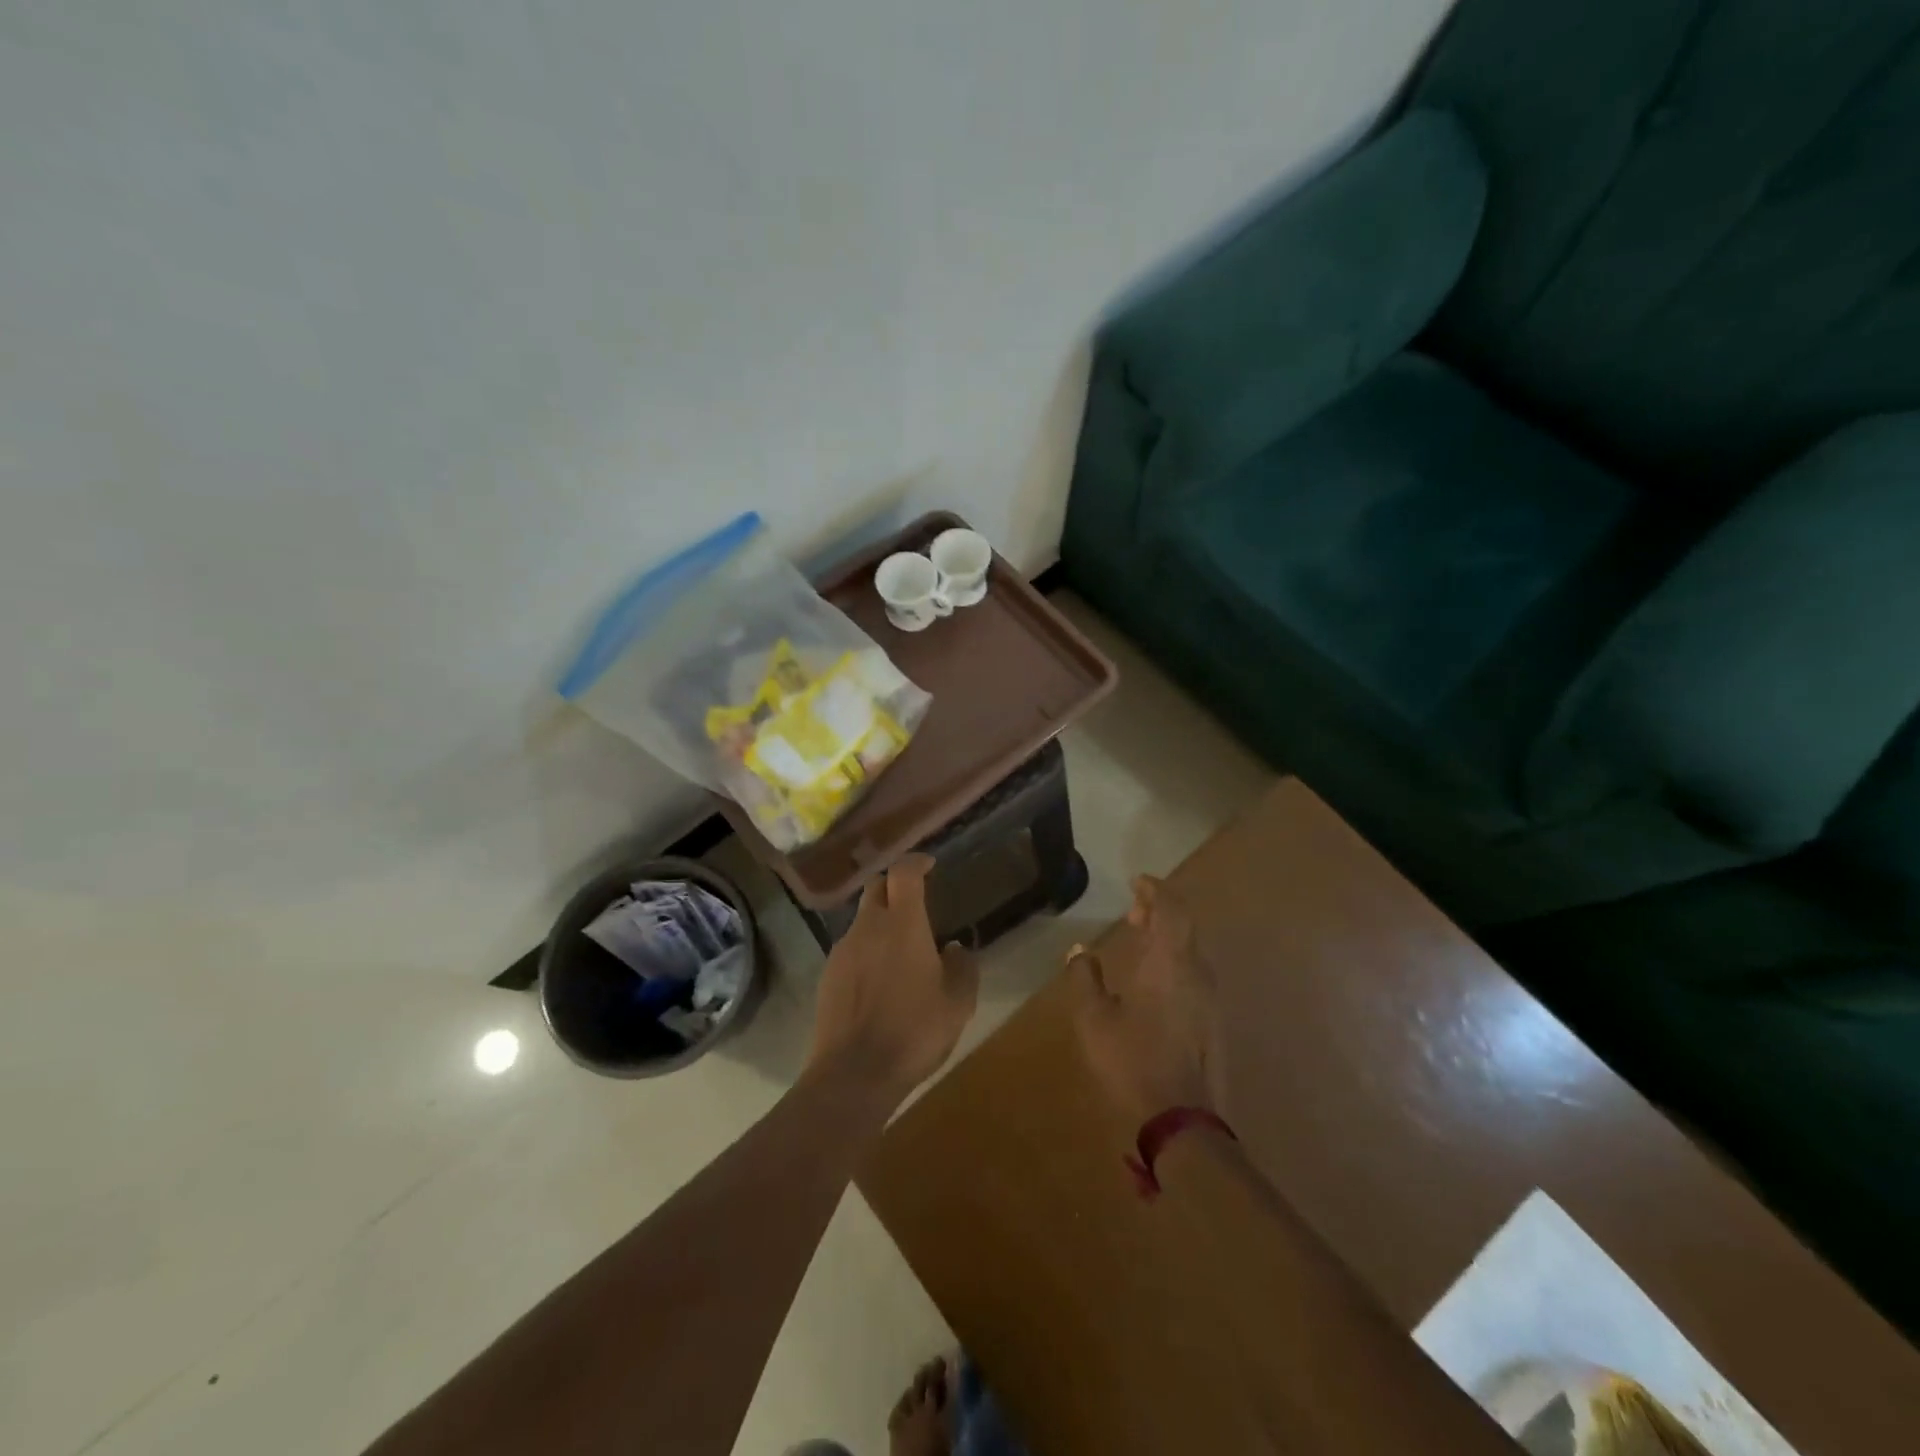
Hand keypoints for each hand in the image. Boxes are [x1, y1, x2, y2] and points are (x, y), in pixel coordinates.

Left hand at [805, 854, 978, 1103]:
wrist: (853, 1074)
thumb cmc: (914, 1032)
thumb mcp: (958, 1004)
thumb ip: (962, 968)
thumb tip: (954, 948)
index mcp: (903, 924)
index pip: (903, 872)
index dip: (915, 862)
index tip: (929, 865)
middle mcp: (868, 927)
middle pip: (877, 888)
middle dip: (895, 886)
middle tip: (915, 902)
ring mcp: (842, 950)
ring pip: (862, 920)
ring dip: (881, 922)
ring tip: (901, 950)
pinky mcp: (827, 975)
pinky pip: (850, 948)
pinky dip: (866, 950)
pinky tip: (879, 980)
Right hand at [1071, 875, 1222, 1125]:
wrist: (1180, 1119)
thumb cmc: (1132, 1060)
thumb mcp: (1093, 1018)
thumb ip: (1085, 978)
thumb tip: (1080, 951)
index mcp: (1169, 963)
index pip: (1171, 908)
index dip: (1155, 890)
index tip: (1136, 882)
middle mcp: (1196, 972)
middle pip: (1185, 925)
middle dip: (1160, 911)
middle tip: (1133, 913)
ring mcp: (1209, 998)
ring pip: (1191, 949)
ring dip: (1168, 936)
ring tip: (1140, 939)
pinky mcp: (1212, 1020)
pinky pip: (1194, 972)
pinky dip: (1174, 959)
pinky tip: (1153, 979)